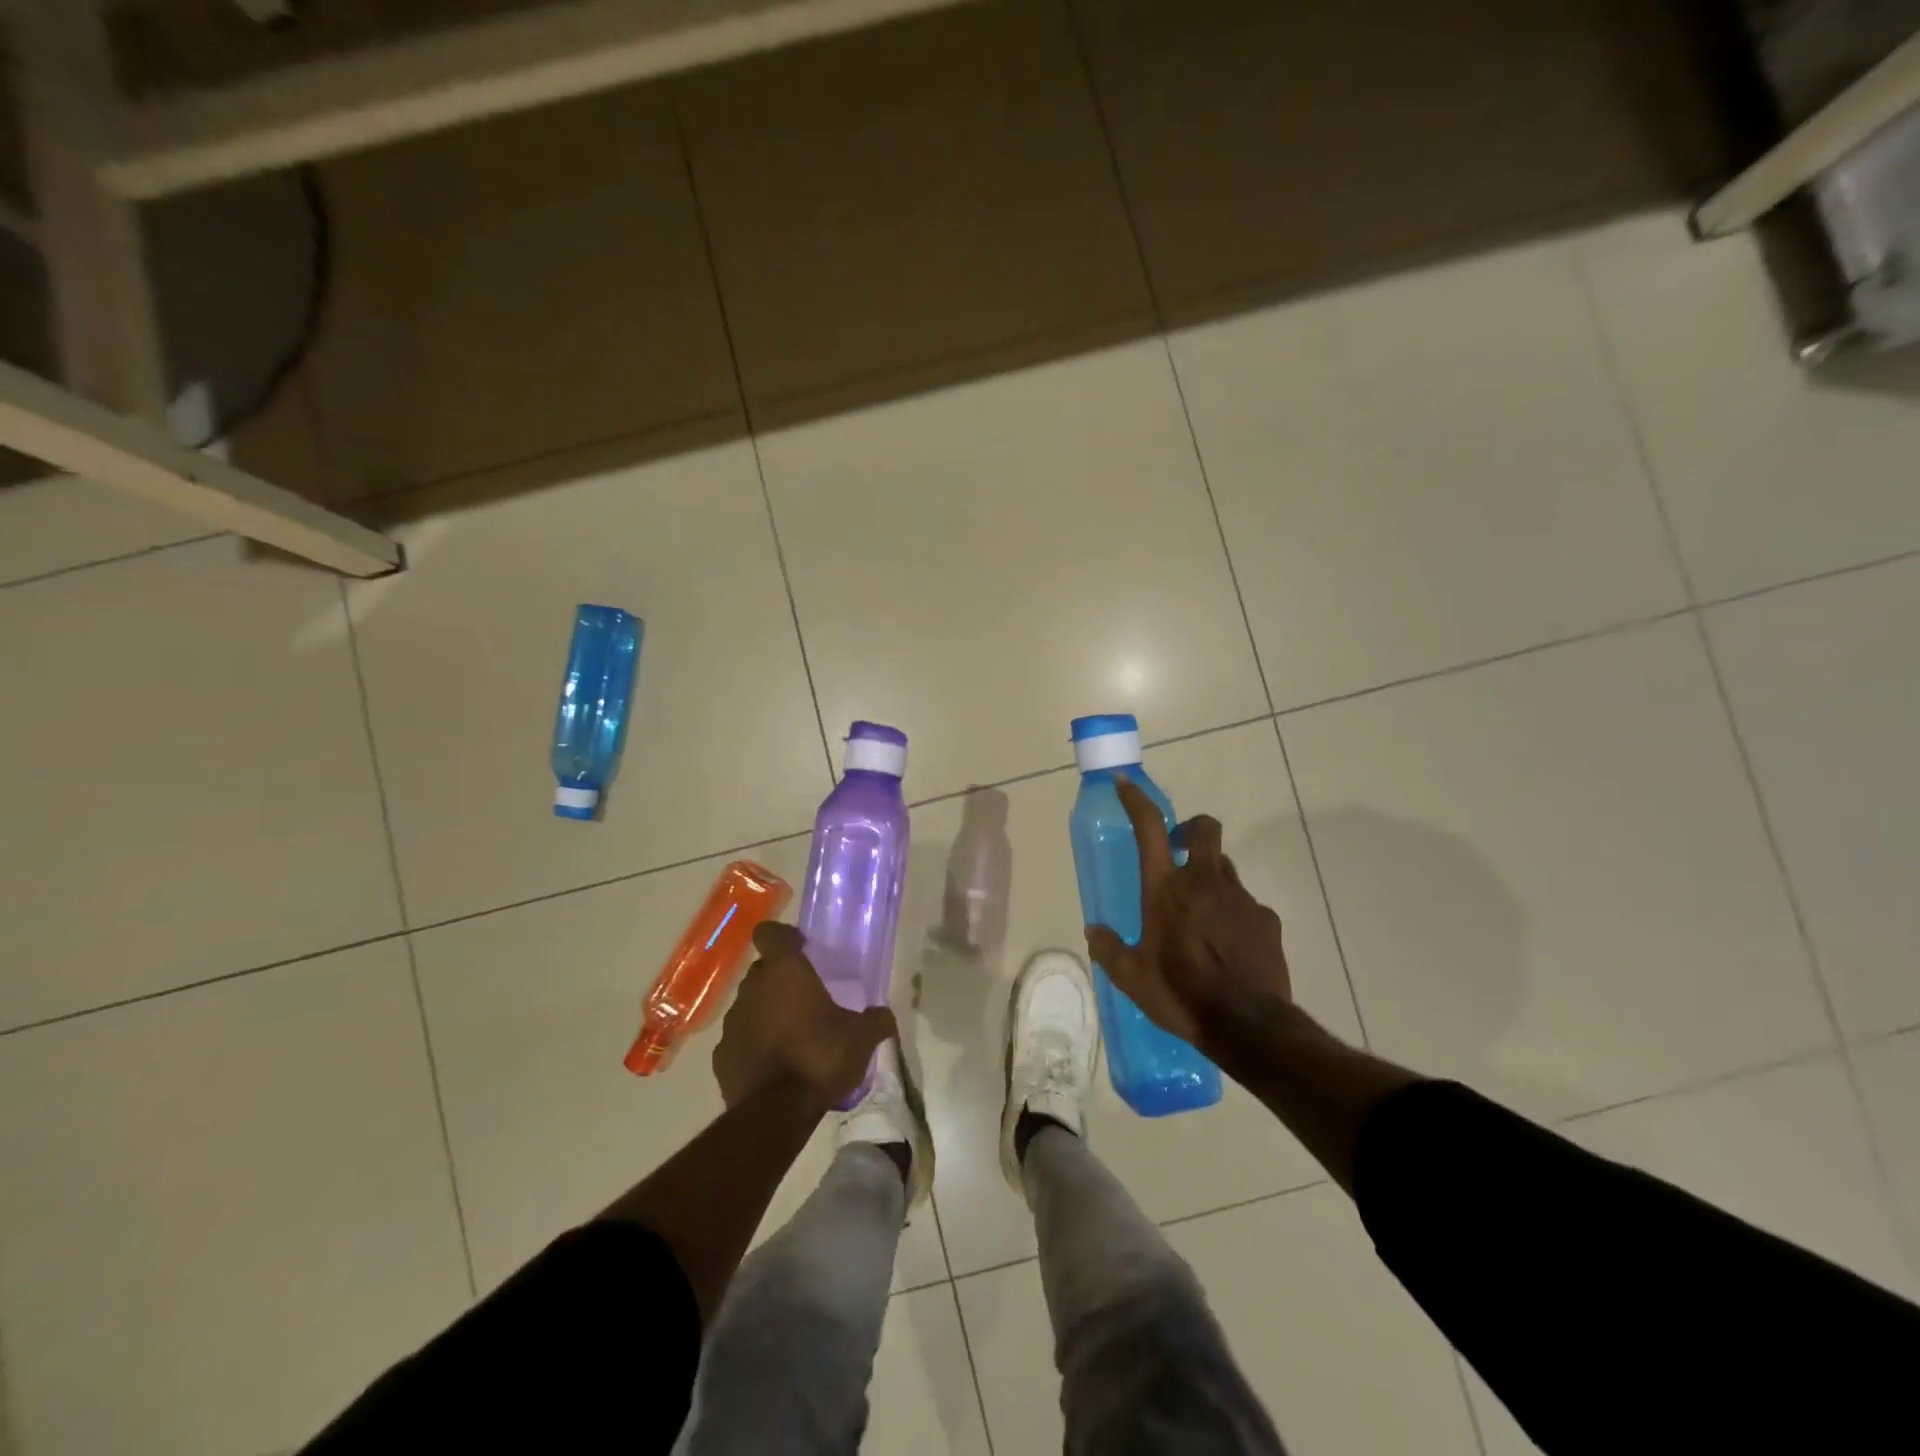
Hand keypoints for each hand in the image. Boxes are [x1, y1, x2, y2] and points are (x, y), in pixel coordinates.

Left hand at [713, 922, 896, 1109]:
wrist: (775, 1113)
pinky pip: (740, 1039)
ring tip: (791, 1034)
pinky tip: (773, 1064)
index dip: (783, 936)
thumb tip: (885, 1015)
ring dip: (766, 1012)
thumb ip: (875, 1020)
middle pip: (762, 970)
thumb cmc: (821, 1058)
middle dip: (780, 978)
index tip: (801, 948)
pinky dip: (753, 1044)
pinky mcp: (721, 1056)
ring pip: (750, 1004)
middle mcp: (753, 989)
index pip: (769, 933)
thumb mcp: (862, 1039)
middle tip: (805, 996)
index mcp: (785, 972)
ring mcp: (732, 1023)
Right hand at [1084, 777, 1291, 1051]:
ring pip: (1224, 868)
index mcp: (1166, 889)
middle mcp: (1204, 882)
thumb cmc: (1181, 995)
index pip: (1150, 829)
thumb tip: (1094, 931)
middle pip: (1205, 829)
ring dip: (1210, 878)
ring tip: (1200, 916)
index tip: (1126, 784)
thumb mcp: (1132, 978)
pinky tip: (1227, 945)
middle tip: (1180, 851)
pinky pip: (1245, 903)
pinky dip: (1232, 913)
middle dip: (1192, 829)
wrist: (1248, 1026)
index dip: (1137, 801)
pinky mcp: (1266, 919)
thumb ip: (1109, 949)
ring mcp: (1240, 898)